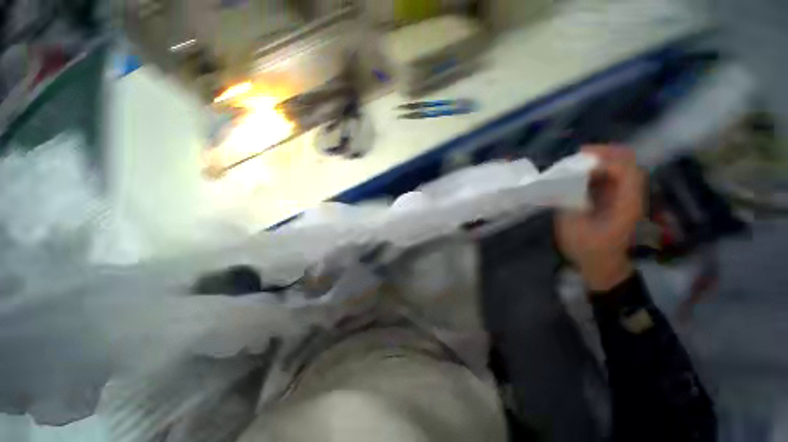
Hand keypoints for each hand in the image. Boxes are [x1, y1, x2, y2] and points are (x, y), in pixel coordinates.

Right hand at [556, 146, 644, 291]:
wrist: (602, 264)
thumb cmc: (587, 249)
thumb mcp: (573, 227)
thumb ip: (569, 201)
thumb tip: (562, 181)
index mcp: (625, 204)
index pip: (626, 170)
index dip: (605, 159)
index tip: (579, 159)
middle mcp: (631, 196)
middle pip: (628, 163)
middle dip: (604, 154)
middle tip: (578, 155)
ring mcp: (626, 197)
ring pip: (620, 168)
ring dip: (600, 162)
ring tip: (576, 163)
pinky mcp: (618, 200)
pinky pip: (611, 177)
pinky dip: (596, 172)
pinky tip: (580, 175)